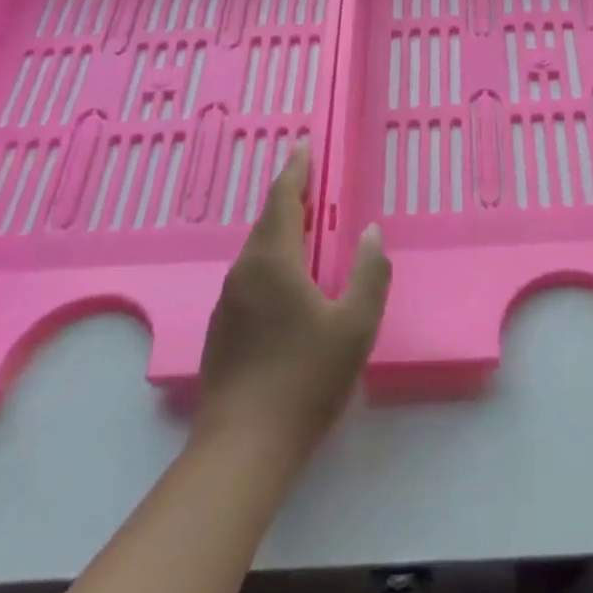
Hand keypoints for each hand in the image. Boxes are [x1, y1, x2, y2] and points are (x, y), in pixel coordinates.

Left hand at [195, 145, 390, 462]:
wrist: (243, 446)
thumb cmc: (306, 378)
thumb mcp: (356, 325)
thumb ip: (370, 273)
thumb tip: (371, 233)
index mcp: (273, 261)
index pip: (283, 200)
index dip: (295, 170)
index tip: (303, 145)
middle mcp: (243, 273)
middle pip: (267, 223)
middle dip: (289, 198)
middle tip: (311, 182)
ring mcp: (227, 302)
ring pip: (256, 252)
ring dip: (280, 232)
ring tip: (305, 228)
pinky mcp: (221, 329)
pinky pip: (250, 278)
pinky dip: (271, 262)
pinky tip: (287, 284)